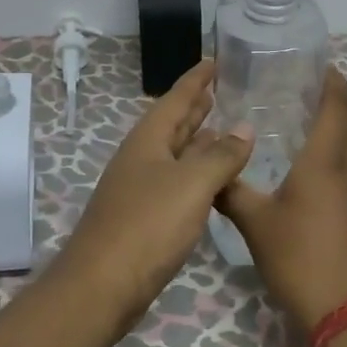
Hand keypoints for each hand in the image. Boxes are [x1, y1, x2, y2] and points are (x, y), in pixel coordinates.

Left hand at [53, 60, 254, 331]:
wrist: (103, 284)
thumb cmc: (148, 225)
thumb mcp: (192, 184)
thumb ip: (221, 155)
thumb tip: (244, 127)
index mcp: (148, 141)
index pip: (175, 99)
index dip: (196, 80)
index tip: (213, 61)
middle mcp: (141, 158)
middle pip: (172, 125)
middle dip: (195, 108)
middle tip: (219, 91)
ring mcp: (139, 189)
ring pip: (174, 155)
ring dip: (197, 141)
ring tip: (223, 130)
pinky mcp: (143, 218)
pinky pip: (175, 182)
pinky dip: (195, 173)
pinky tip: (211, 182)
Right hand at [216, 67, 346, 335]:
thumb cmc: (302, 258)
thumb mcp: (256, 224)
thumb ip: (231, 192)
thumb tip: (209, 171)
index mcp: (327, 161)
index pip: (339, 105)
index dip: (332, 80)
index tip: (317, 63)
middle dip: (330, 100)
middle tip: (297, 89)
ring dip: (331, 129)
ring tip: (296, 122)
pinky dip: (331, 156)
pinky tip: (304, 170)